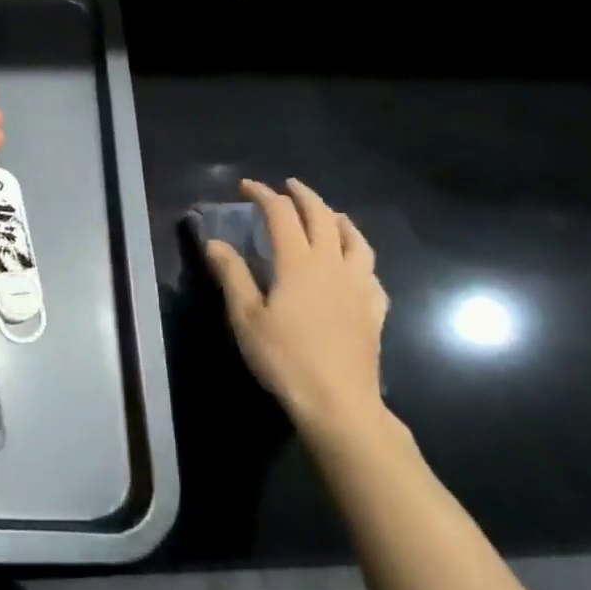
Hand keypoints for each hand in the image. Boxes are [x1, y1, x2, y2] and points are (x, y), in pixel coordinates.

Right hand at [204, 178, 389, 439]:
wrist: (339, 403)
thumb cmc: (285, 358)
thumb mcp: (246, 317)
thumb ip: (232, 275)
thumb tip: (215, 242)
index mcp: (298, 263)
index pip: (281, 214)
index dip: (264, 195)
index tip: (247, 187)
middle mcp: (332, 265)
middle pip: (322, 217)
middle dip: (303, 196)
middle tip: (288, 186)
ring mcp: (359, 286)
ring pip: (355, 240)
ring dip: (338, 219)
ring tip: (328, 215)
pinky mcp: (374, 310)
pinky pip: (371, 271)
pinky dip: (360, 256)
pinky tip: (355, 265)